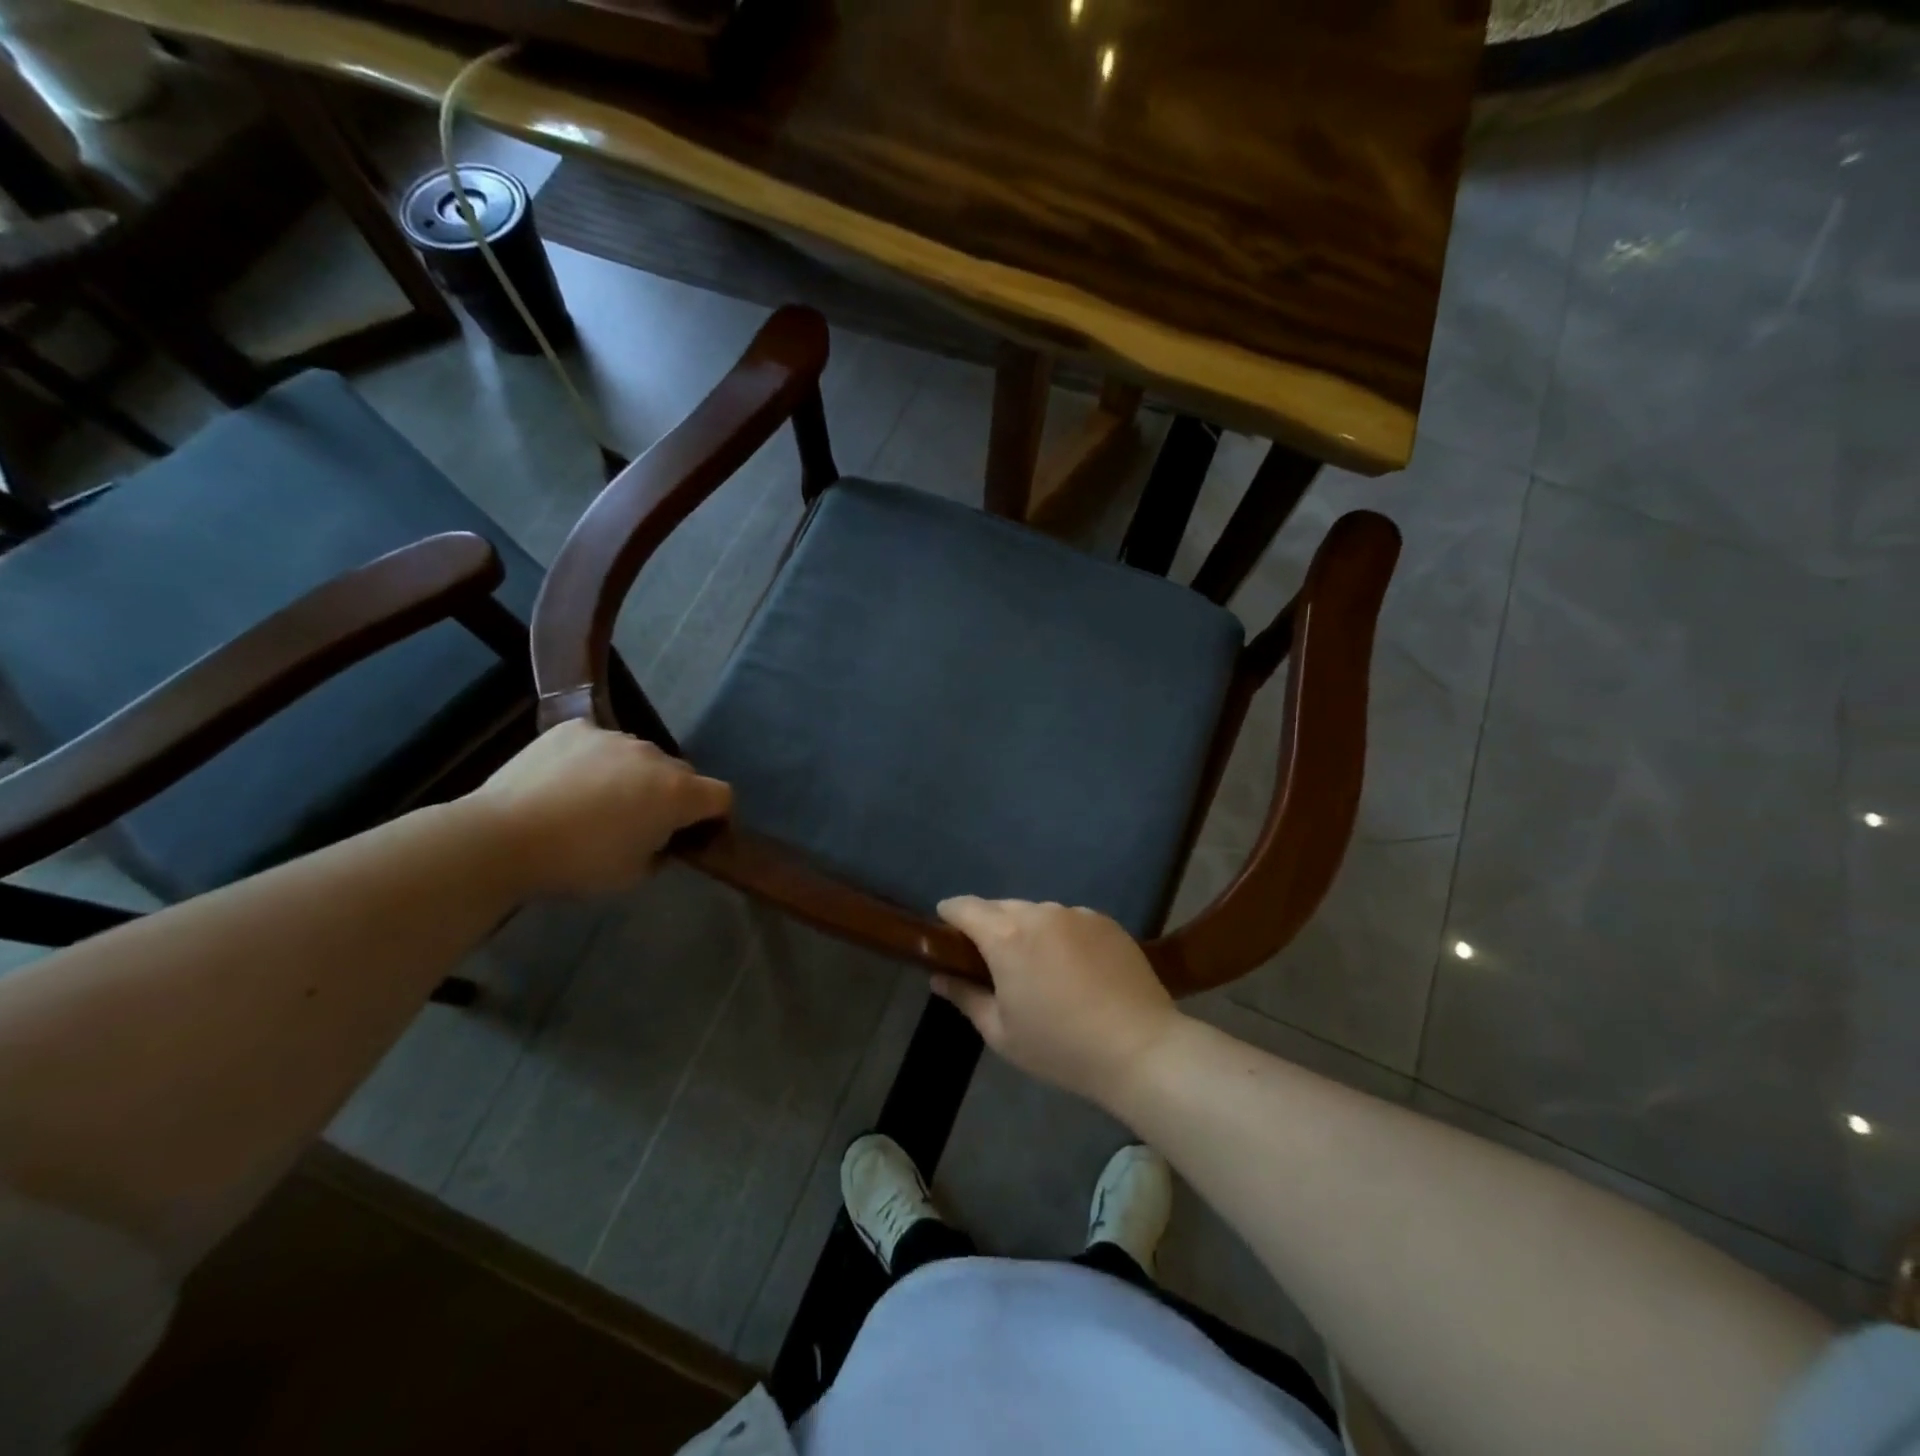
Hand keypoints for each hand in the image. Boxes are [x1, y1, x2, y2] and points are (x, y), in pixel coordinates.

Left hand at [467, 721, 731, 896]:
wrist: (501, 838)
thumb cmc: (577, 864)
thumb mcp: (632, 875)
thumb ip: (660, 852)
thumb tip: (659, 838)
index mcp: (676, 793)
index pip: (722, 796)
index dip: (717, 816)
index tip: (699, 835)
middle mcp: (654, 756)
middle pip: (681, 774)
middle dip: (672, 796)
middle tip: (642, 823)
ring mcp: (614, 737)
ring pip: (640, 757)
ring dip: (633, 776)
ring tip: (596, 802)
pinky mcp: (575, 728)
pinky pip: (600, 743)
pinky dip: (595, 761)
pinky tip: (567, 782)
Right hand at [932, 897, 1182, 1109]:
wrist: (1140, 1048)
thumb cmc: (1060, 1046)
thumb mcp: (1001, 1033)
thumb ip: (965, 997)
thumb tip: (939, 976)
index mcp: (1006, 936)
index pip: (965, 907)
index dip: (949, 914)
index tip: (944, 930)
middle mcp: (1040, 913)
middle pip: (1001, 907)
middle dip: (989, 926)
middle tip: (990, 960)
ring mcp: (1076, 914)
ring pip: (1037, 913)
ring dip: (1027, 930)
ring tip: (1036, 966)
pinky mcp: (1106, 922)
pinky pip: (1070, 921)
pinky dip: (1060, 935)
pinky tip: (1073, 967)